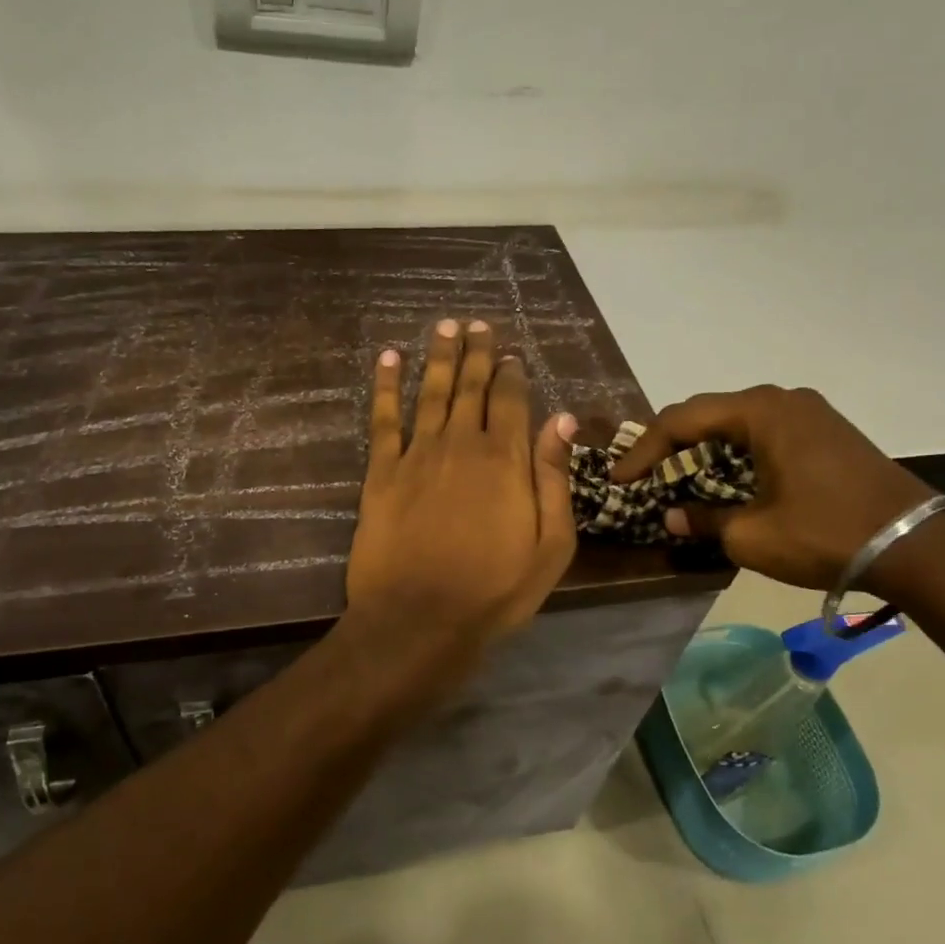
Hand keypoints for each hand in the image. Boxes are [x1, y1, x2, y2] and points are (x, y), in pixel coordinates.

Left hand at [347, 319, 578, 645]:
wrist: (419, 619)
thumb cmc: (494, 590)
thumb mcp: (550, 545)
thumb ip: (554, 478)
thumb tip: (562, 420)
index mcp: (506, 459)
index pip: (512, 401)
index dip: (511, 373)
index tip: (511, 353)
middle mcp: (462, 444)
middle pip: (471, 387)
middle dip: (476, 353)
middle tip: (476, 324)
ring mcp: (418, 455)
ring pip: (431, 392)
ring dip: (438, 356)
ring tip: (444, 326)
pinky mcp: (381, 472)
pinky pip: (383, 419)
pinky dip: (385, 385)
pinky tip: (388, 358)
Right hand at [609, 385, 933, 589]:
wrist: (916, 546)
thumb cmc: (824, 533)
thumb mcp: (751, 535)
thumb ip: (701, 520)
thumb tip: (670, 516)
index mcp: (760, 412)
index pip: (681, 420)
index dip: (644, 450)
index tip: (621, 480)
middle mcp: (782, 400)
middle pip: (707, 415)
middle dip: (670, 446)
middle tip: (643, 476)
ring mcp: (809, 413)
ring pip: (736, 423)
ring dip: (703, 450)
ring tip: (677, 479)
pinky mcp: (826, 432)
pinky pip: (764, 433)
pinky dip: (735, 454)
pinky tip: (725, 480)